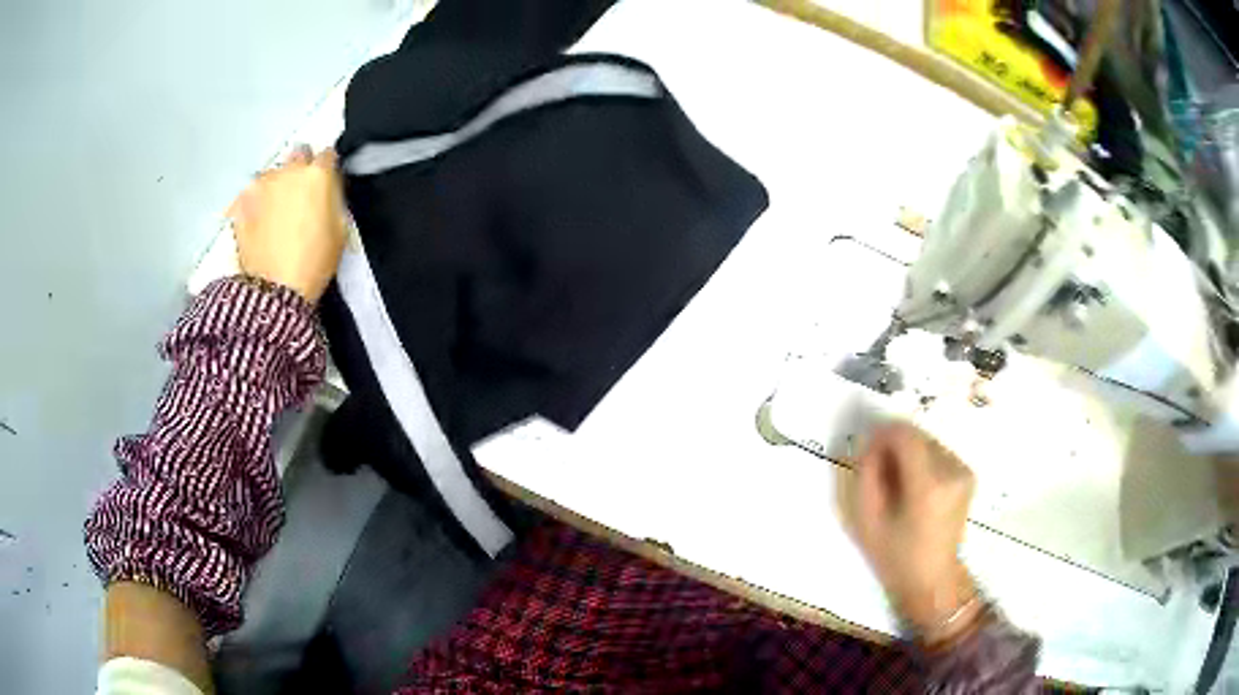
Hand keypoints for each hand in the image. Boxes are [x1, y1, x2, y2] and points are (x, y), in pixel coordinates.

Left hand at [228, 145, 345, 302]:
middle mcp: (288, 170)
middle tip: (300, 194)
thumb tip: (328, 188)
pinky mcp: (241, 201)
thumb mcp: (340, 230)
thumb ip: (334, 198)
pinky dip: (256, 201)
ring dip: (277, 184)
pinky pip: (252, 192)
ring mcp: (261, 184)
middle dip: (301, 168)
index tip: (326, 182)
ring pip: (273, 173)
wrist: (274, 290)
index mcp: (318, 174)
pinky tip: (259, 221)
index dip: (328, 169)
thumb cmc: (313, 263)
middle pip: (298, 154)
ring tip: (276, 211)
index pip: (328, 154)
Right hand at [850, 423, 979, 644]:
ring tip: (894, 482)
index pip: (905, 435)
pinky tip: (912, 486)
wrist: (932, 580)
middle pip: (916, 435)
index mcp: (928, 486)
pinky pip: (937, 452)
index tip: (866, 450)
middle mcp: (952, 471)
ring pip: (927, 441)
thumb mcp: (867, 520)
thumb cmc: (895, 557)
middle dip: (893, 445)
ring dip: (907, 452)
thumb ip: (866, 475)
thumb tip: (870, 442)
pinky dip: (921, 460)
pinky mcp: (967, 474)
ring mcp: (963, 471)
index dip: (881, 434)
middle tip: (876, 470)